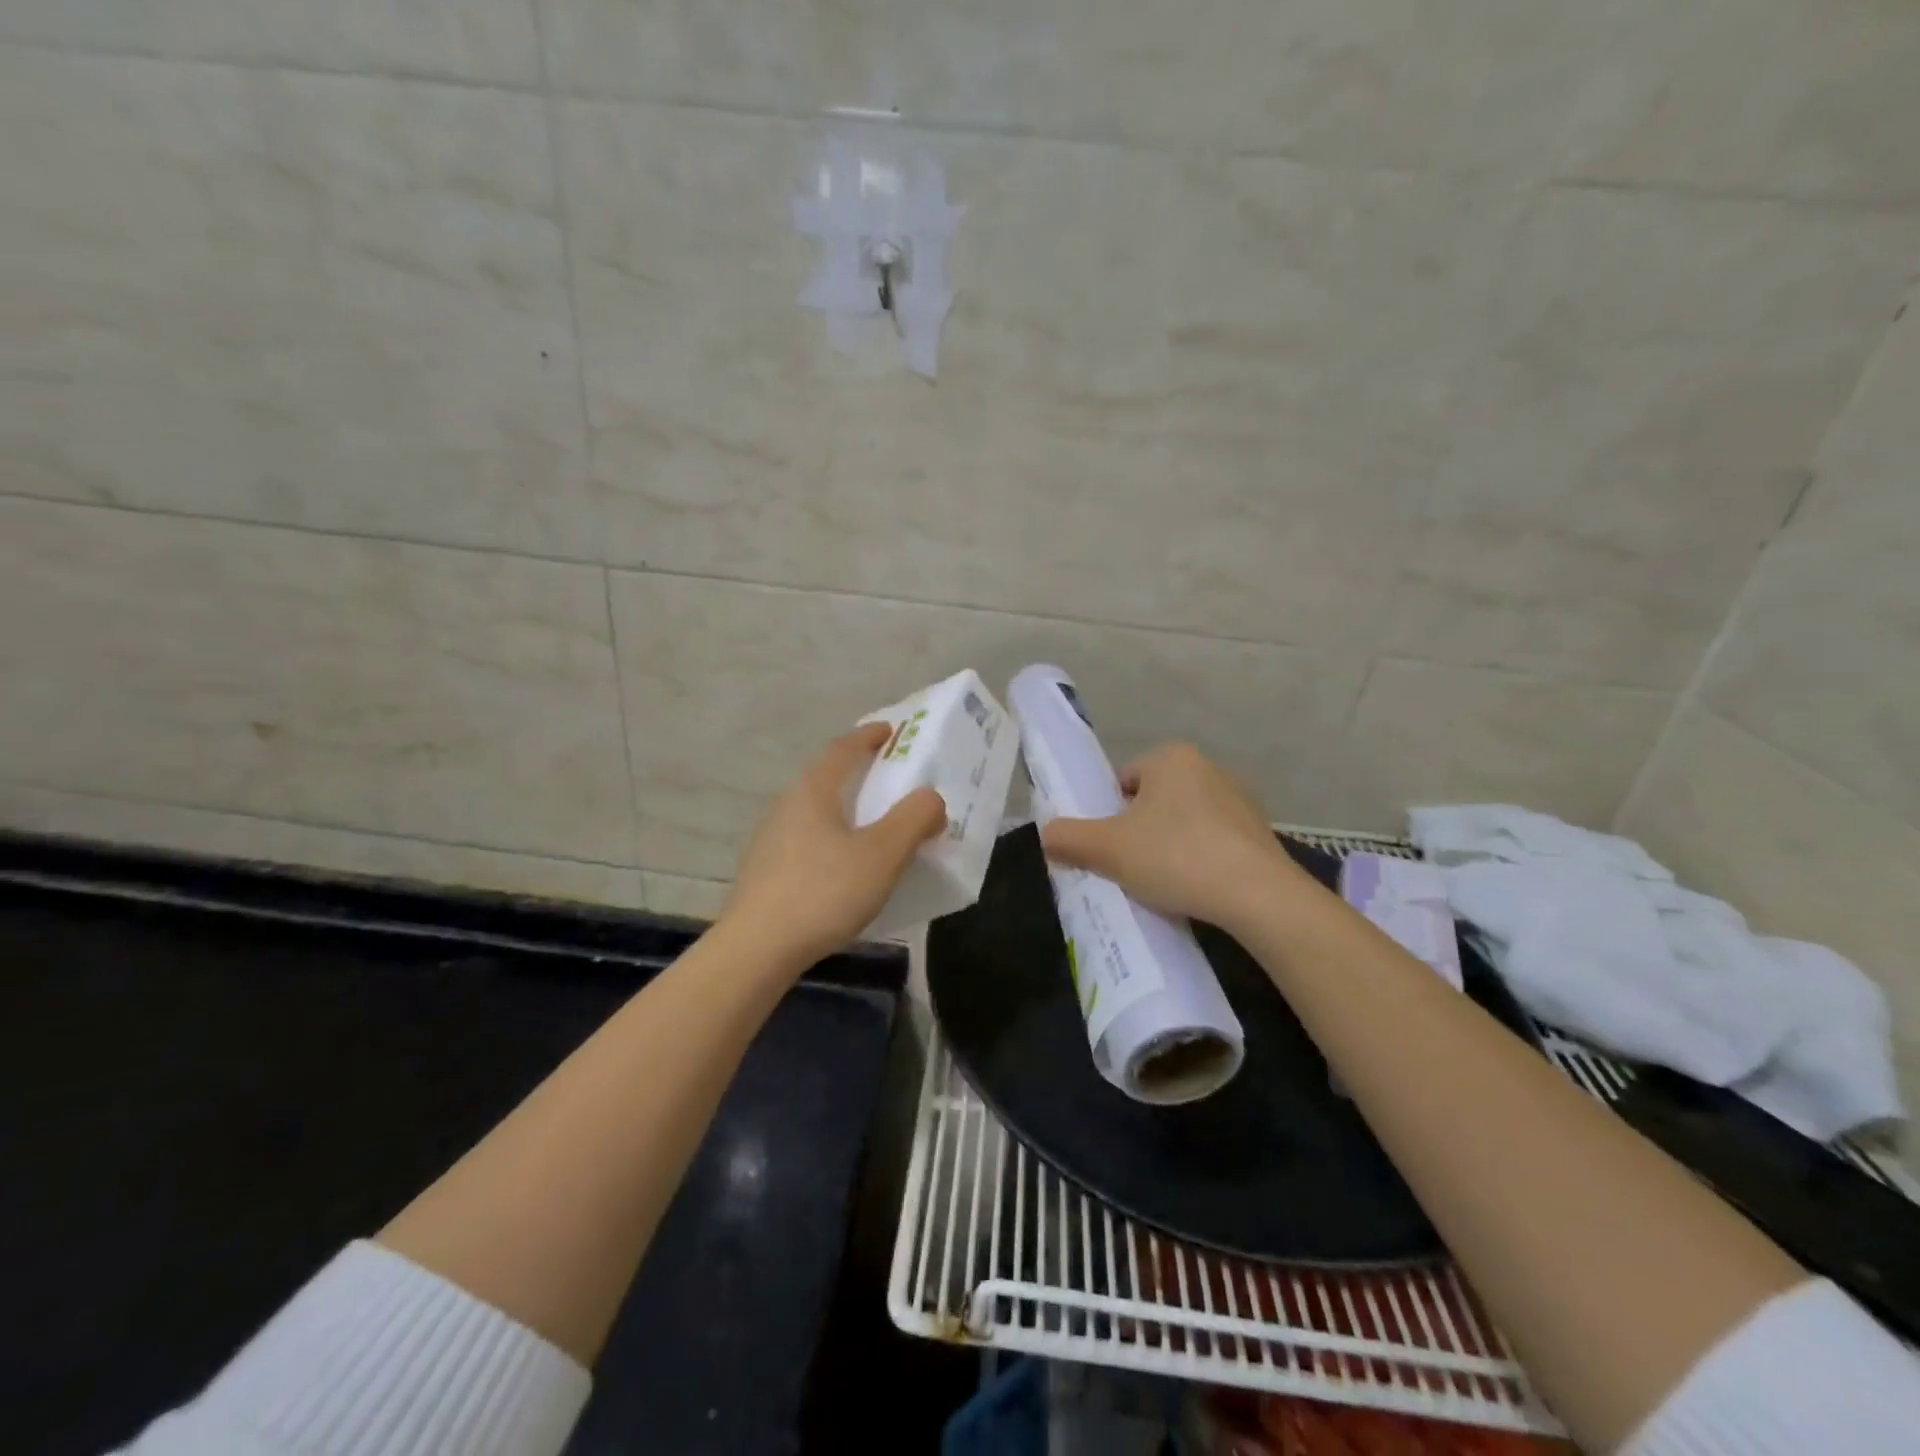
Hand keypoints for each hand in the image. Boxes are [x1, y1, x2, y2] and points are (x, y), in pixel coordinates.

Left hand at [720, 723, 946, 968]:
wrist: (756, 950)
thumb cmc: (823, 892)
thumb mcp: (882, 855)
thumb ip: (914, 819)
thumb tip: (932, 799)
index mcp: (813, 791)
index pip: (843, 748)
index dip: (869, 736)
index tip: (892, 730)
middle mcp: (786, 806)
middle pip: (827, 777)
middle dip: (859, 773)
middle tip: (891, 780)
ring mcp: (770, 840)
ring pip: (816, 812)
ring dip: (846, 809)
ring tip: (873, 827)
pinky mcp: (765, 872)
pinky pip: (807, 841)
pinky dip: (832, 839)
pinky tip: (845, 868)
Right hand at [1040, 742, 1306, 930]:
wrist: (1258, 896)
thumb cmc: (1176, 857)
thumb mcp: (1108, 849)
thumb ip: (1068, 838)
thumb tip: (1045, 835)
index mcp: (1171, 758)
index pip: (1122, 782)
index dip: (1108, 816)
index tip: (1110, 849)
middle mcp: (1208, 767)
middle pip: (1152, 801)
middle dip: (1139, 831)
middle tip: (1131, 867)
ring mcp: (1239, 799)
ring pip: (1183, 822)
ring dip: (1169, 846)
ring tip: (1164, 883)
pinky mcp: (1259, 831)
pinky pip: (1213, 841)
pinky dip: (1200, 859)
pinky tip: (1197, 888)